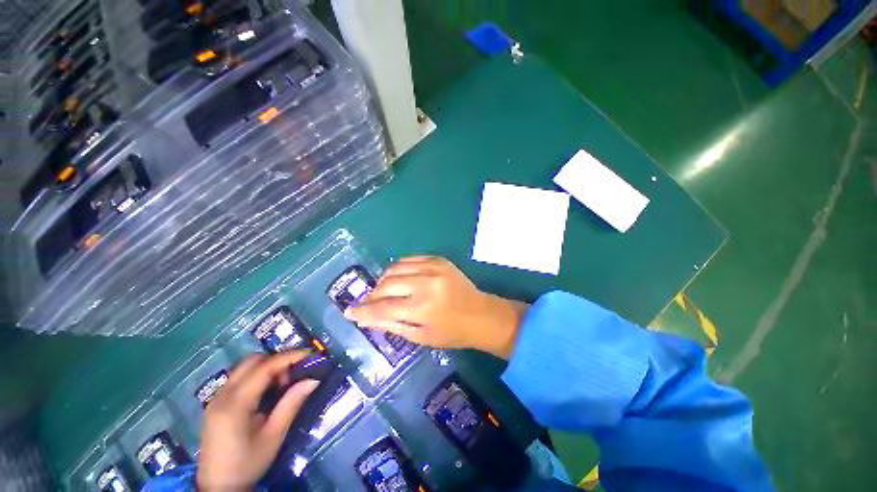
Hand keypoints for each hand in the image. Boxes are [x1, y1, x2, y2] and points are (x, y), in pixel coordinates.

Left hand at [197, 351, 319, 490]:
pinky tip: (267, 391)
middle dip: (277, 360)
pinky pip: (239, 377)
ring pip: (245, 367)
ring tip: (282, 384)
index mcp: (235, 405)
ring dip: (267, 367)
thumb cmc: (247, 463)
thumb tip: (313, 379)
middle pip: (252, 361)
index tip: (310, 355)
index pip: (264, 368)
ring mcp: (216, 398)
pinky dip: (257, 375)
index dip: (289, 357)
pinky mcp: (216, 403)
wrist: (218, 487)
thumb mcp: (274, 436)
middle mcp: (222, 395)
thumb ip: (292, 404)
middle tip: (295, 373)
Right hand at [344, 256, 527, 358]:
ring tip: (385, 292)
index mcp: (422, 308)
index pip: (383, 308)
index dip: (363, 310)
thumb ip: (391, 324)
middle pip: (386, 285)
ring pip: (394, 268)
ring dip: (384, 280)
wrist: (481, 314)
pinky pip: (409, 260)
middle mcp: (426, 283)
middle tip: (372, 303)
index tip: (349, 312)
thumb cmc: (452, 332)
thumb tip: (364, 318)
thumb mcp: (420, 337)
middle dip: (373, 295)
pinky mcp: (438, 259)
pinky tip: (400, 279)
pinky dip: (399, 269)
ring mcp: (433, 267)